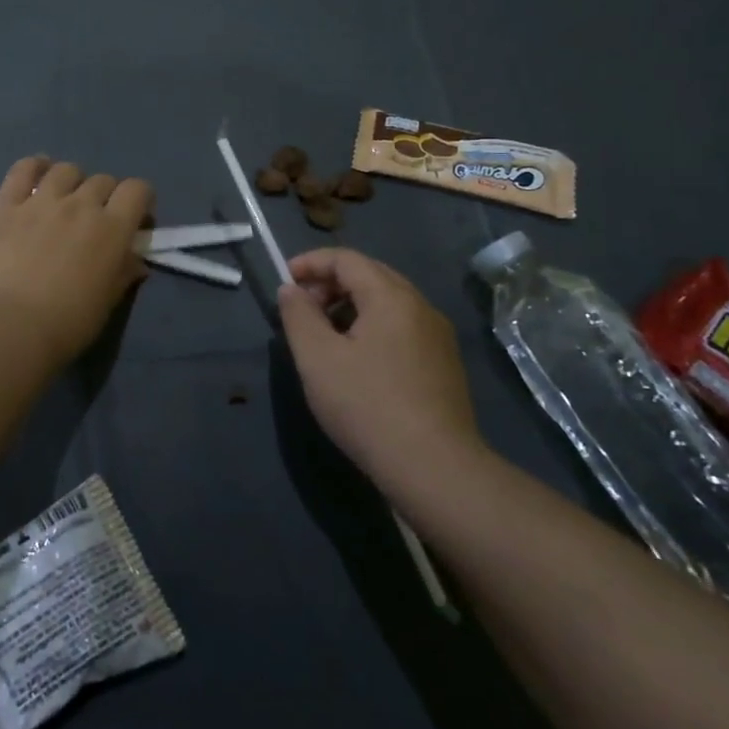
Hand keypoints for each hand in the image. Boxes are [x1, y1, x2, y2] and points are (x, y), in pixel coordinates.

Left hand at [0, 156, 153, 363]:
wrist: (8, 325)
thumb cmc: (67, 323)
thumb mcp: (107, 303)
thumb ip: (123, 274)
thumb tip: (136, 261)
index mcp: (112, 228)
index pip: (137, 190)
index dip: (141, 199)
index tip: (135, 218)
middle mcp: (81, 204)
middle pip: (103, 180)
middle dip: (106, 195)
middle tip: (95, 219)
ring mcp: (41, 200)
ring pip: (66, 170)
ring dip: (72, 182)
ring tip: (64, 199)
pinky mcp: (7, 204)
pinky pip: (23, 169)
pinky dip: (34, 166)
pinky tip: (36, 173)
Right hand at [277, 248, 487, 492]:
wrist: (434, 469)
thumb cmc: (367, 406)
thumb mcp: (317, 358)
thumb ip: (298, 315)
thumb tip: (292, 290)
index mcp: (392, 297)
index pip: (347, 259)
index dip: (310, 263)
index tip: (284, 282)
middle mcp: (421, 307)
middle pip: (370, 275)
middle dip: (330, 283)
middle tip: (301, 308)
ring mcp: (437, 337)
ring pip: (387, 303)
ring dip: (350, 306)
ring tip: (323, 335)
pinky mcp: (443, 365)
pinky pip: (401, 327)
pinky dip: (371, 327)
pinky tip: (355, 360)